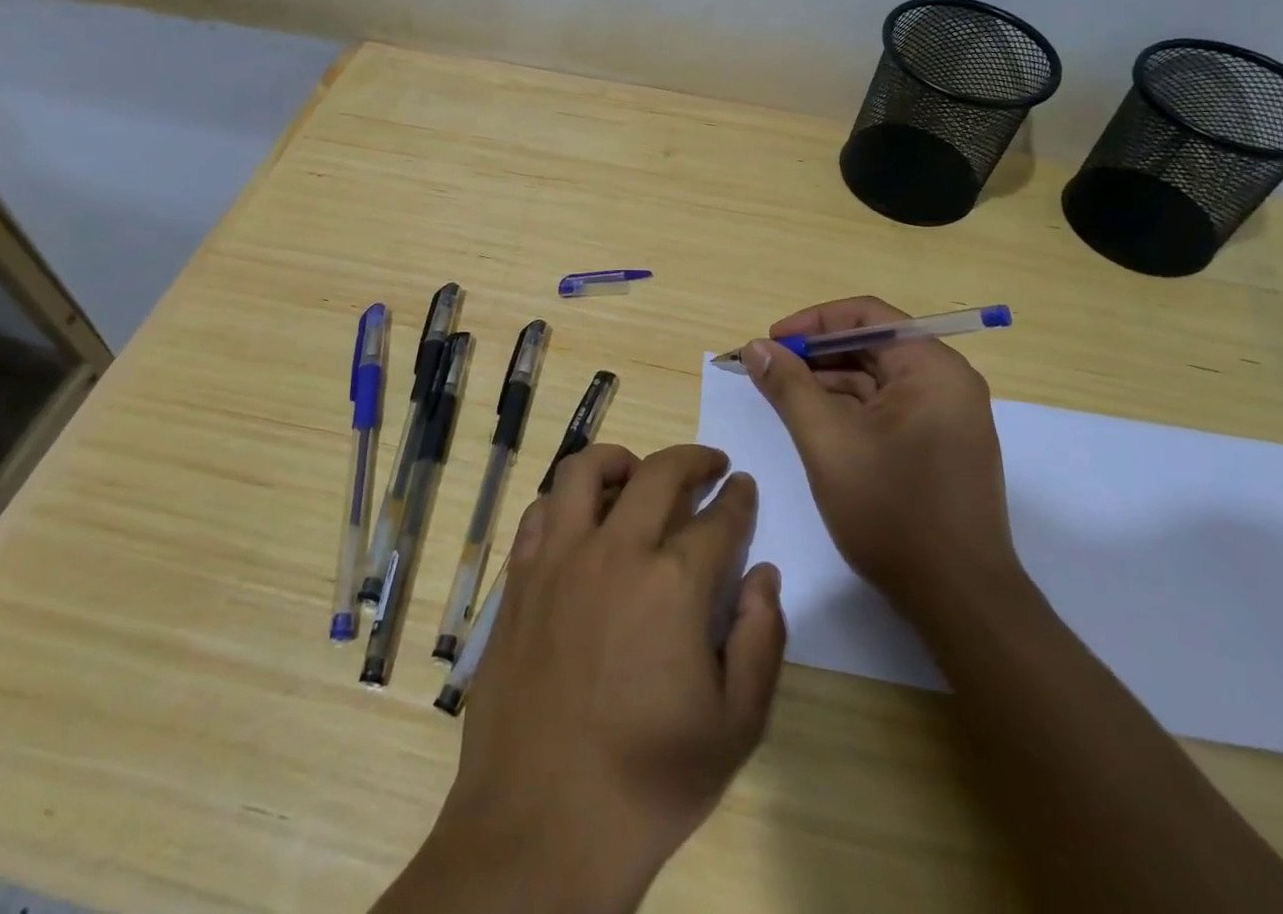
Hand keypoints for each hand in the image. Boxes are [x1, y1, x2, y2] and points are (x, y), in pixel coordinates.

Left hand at [426, 443, 784, 911]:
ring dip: (621, 460)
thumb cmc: (648, 780)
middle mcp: (615, 551)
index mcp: (674, 583)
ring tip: (638, 474)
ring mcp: (559, 558)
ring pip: (586, 470)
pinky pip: (540, 510)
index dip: (738, 498)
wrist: (541, 824)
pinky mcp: (519, 577)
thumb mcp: (735, 727)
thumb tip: (763, 574)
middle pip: (659, 473)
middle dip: (693, 459)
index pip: (719, 518)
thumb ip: (761, 640)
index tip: (743, 485)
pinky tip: (580, 519)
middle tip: (709, 465)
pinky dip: (566, 500)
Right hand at [742, 297, 1023, 622]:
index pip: (866, 316)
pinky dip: (849, 409)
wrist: (960, 601)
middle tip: (768, 371)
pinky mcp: (939, 446)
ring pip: (876, 379)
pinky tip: (813, 424)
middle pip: (871, 346)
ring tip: (781, 397)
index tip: (771, 342)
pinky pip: (887, 409)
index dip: (812, 323)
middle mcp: (947, 382)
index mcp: (932, 368)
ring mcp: (946, 416)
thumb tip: (757, 346)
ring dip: (828, 383)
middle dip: (816, 355)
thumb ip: (789, 386)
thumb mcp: (827, 442)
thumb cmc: (893, 512)